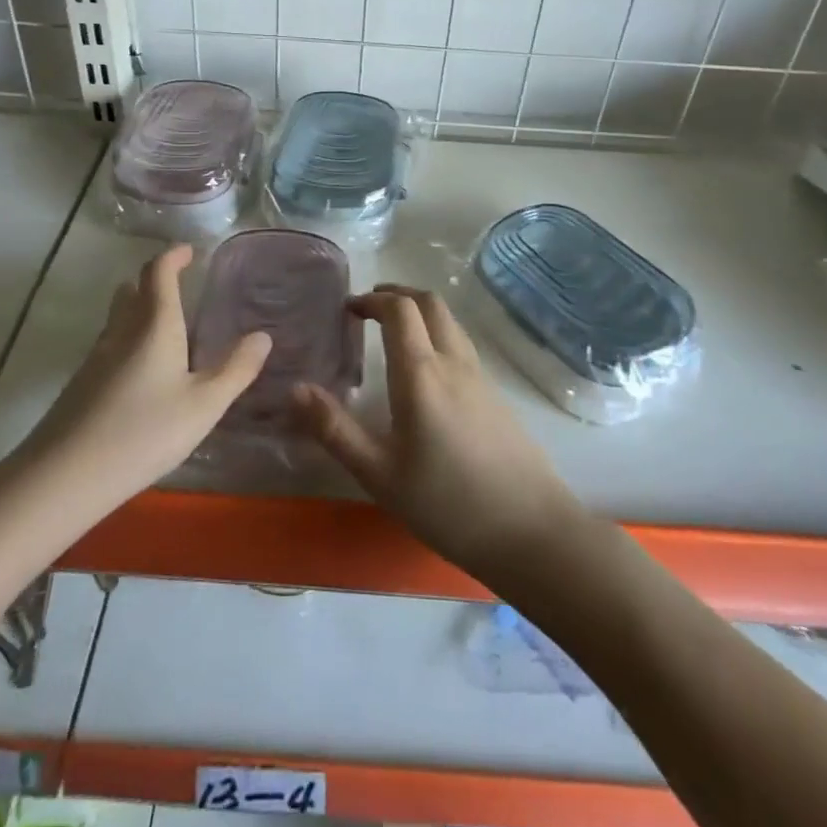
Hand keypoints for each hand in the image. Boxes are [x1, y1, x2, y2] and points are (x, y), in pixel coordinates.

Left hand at [21, 245, 270, 504]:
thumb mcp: (204, 405)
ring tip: (166, 327)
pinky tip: (142, 373)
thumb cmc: (143, 433)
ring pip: (118, 318)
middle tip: (179, 286)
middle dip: (154, 280)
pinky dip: (129, 340)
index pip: (158, 272)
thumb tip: (262, 335)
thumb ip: (236, 369)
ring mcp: (96, 357)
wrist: (63, 477)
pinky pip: (110, 345)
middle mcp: (121, 331)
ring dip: (139, 309)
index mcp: (153, 325)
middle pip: (132, 290)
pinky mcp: (81, 384)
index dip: (173, 256)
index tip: (189, 251)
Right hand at [293, 284, 587, 581]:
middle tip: (369, 308)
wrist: (532, 532)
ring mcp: (480, 377)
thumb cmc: (447, 504)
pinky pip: (462, 345)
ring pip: (450, 321)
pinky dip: (437, 334)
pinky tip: (426, 370)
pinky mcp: (497, 396)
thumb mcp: (379, 474)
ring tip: (394, 332)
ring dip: (420, 311)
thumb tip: (294, 389)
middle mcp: (453, 363)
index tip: (348, 309)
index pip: (399, 309)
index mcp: (421, 373)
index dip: (372, 299)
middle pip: (430, 302)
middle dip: (397, 294)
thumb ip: (334, 429)